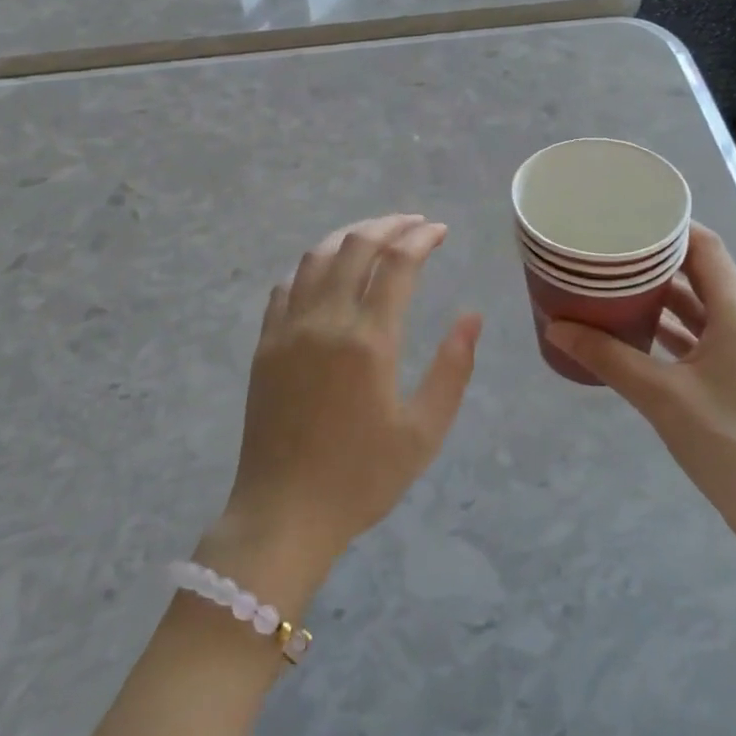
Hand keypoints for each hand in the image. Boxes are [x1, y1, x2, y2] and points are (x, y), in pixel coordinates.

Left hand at [208, 215, 481, 604]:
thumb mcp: (423, 433)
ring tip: (374, 236)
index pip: (397, 264)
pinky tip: (325, 272)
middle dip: (388, 225)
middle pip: (355, 246)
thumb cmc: (361, 478)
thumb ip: (452, 369)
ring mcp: (288, 328)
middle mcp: (326, 320)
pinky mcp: (264, 343)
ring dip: (348, 236)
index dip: (420, 238)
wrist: (283, 512)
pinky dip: (311, 266)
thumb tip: (471, 316)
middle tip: (412, 223)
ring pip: (316, 257)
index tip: (439, 230)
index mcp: (369, 340)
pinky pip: (286, 286)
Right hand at [545, 224, 735, 560]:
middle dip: (654, 258)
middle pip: (698, 272)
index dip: (670, 226)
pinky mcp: (728, 379)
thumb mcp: (662, 396)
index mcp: (735, 316)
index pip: (706, 248)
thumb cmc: (731, 443)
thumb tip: (555, 326)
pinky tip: (629, 330)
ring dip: (657, 293)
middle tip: (607, 247)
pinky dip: (663, 327)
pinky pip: (692, 337)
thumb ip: (608, 358)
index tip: (626, 215)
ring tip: (610, 280)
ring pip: (694, 306)